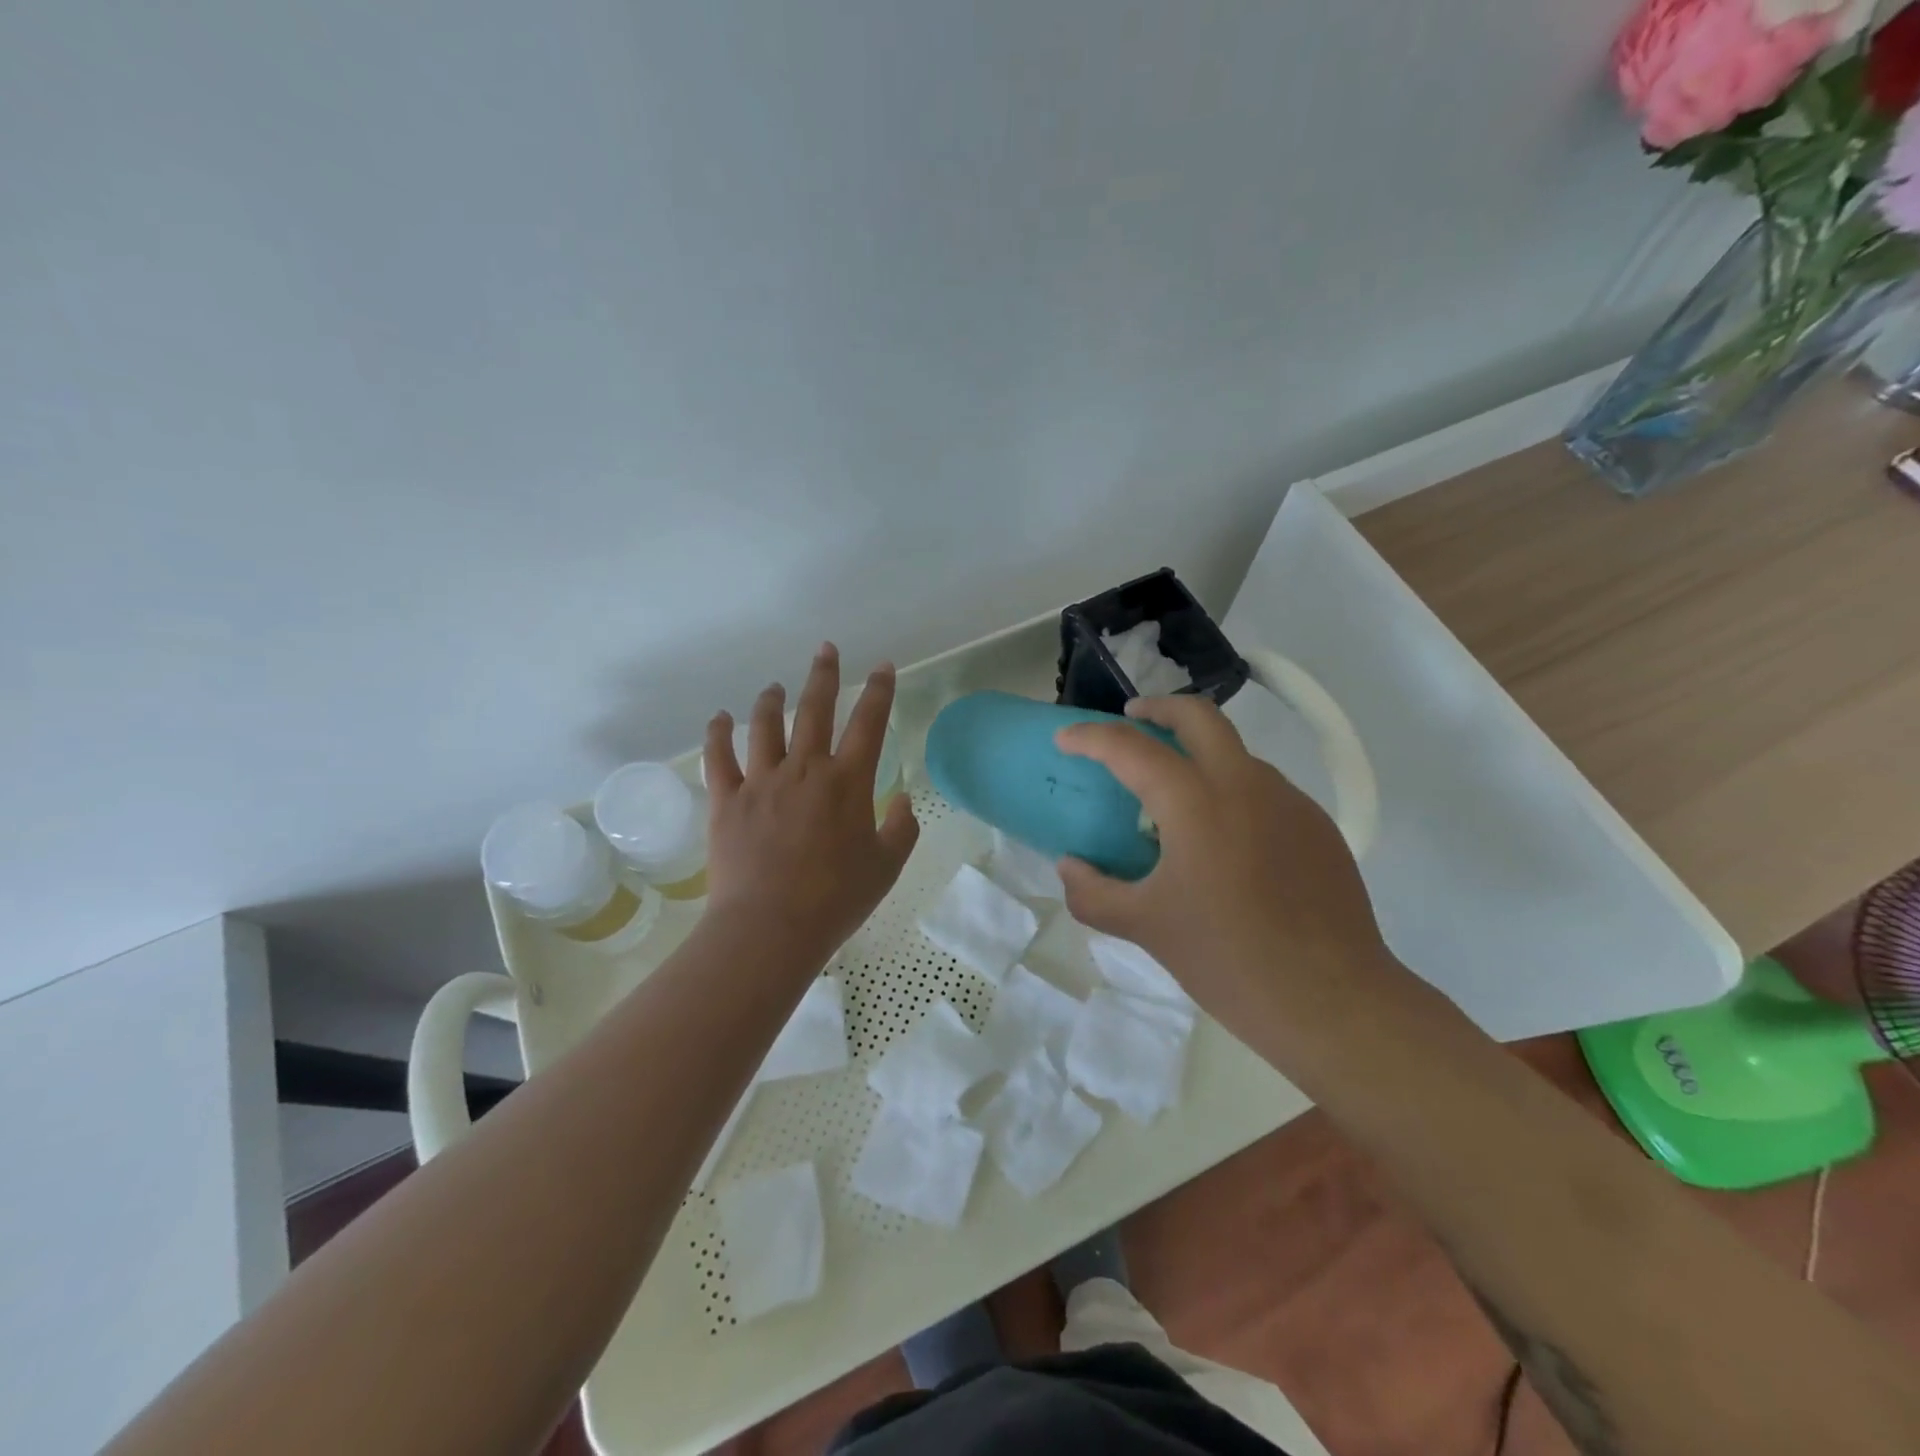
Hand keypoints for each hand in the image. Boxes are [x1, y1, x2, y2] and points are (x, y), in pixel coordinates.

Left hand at [702, 643, 919, 960]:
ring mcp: (762, 781)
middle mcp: (805, 769)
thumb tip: (902, 800)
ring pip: (766, 726)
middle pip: (815, 709)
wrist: (770, 927)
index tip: (882, 667)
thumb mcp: (886, 867)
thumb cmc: (836, 899)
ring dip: (772, 700)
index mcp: (848, 782)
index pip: (869, 723)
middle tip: (825, 649)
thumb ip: (902, 829)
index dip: (879, 691)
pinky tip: (720, 718)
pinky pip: (719, 757)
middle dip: (823, 675)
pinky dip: (718, 734)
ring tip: (775, 686)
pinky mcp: (727, 800)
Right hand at [1053, 695, 1385, 1016]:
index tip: (1065, 739)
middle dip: (1158, 708)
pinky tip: (1223, 842)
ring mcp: (1288, 801)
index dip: (1090, 737)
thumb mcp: (1145, 927)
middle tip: (1131, 721)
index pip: (1130, 748)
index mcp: (1195, 802)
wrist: (1332, 1001)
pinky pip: (1264, 790)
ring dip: (1198, 754)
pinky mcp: (1317, 826)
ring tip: (1174, 799)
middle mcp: (1244, 784)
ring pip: (1235, 752)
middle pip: (1199, 716)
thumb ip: (1092, 893)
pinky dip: (1231, 792)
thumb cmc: (1227, 960)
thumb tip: (1069, 866)